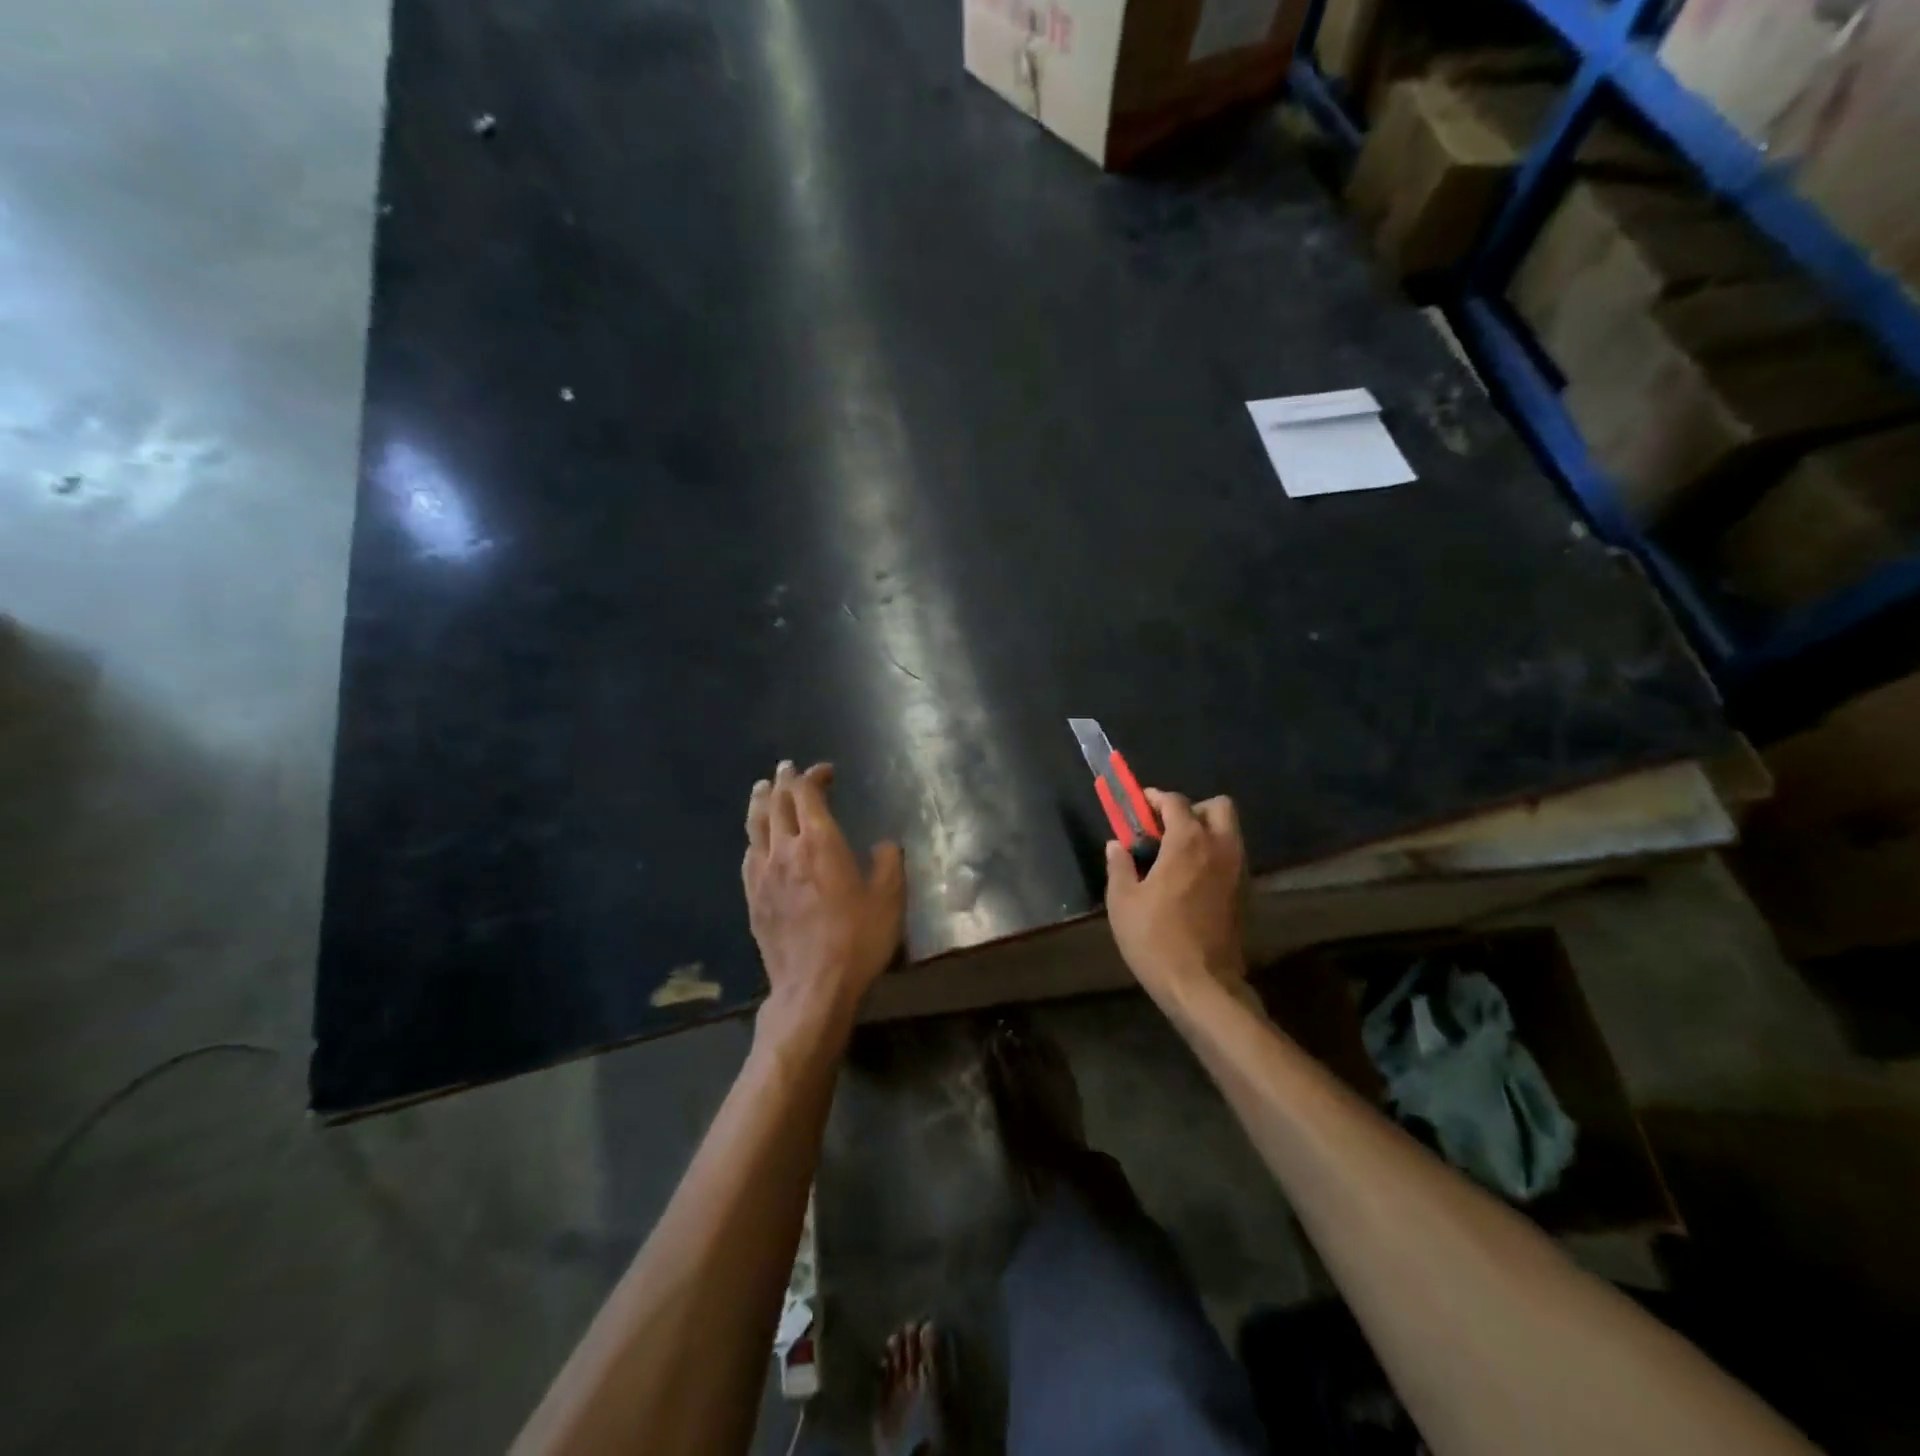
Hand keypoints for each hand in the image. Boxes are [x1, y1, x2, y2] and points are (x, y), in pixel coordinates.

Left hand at [743, 761, 905, 1039]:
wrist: (813, 987)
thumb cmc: (857, 939)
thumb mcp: (889, 899)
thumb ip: (889, 863)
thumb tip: (885, 845)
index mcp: (819, 841)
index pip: (807, 794)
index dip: (813, 776)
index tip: (826, 772)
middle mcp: (785, 849)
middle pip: (777, 803)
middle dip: (785, 781)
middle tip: (789, 769)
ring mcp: (763, 874)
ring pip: (756, 825)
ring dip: (761, 801)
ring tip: (762, 789)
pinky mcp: (753, 898)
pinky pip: (749, 855)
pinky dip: (755, 836)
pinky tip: (757, 841)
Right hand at [1105, 789, 1246, 998]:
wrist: (1202, 986)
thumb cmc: (1155, 939)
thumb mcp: (1123, 902)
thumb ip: (1120, 866)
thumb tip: (1117, 845)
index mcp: (1188, 842)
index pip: (1175, 802)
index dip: (1155, 799)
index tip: (1139, 806)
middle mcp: (1220, 848)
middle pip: (1218, 807)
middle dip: (1192, 809)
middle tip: (1166, 829)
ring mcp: (1239, 871)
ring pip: (1229, 833)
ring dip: (1206, 832)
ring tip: (1176, 856)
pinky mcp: (1245, 894)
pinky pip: (1232, 858)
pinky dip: (1214, 856)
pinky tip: (1191, 880)